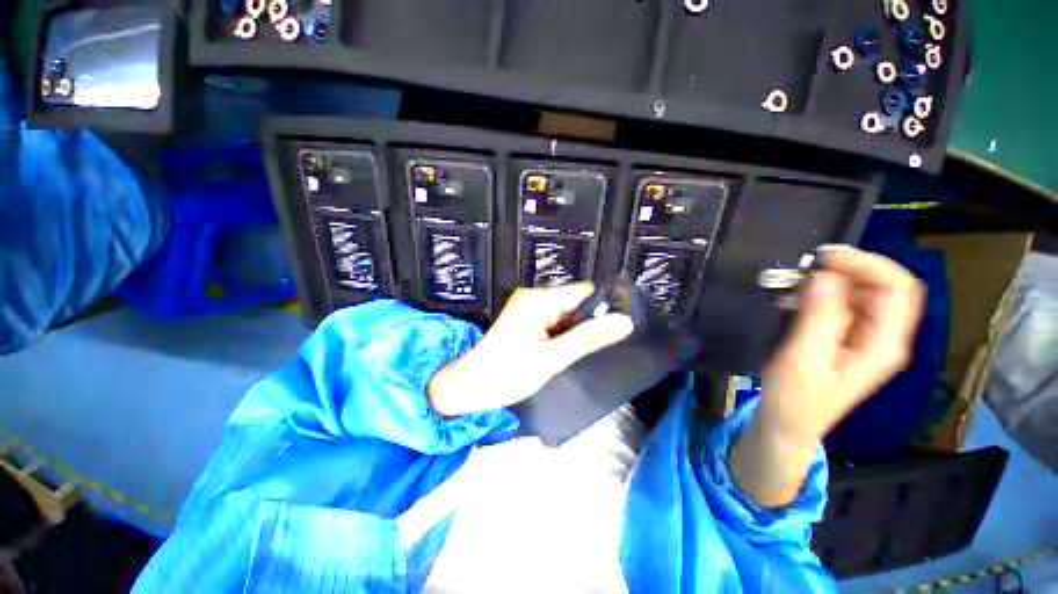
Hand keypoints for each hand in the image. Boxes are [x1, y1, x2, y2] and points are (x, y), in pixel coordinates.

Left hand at [428, 283, 634, 416]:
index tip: (616, 330)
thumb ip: (587, 339)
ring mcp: (527, 306)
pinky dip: (561, 333)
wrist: (468, 387)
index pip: (583, 292)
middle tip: (592, 349)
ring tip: (574, 353)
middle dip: (586, 322)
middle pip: (574, 301)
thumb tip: (625, 321)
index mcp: (539, 300)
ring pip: (564, 312)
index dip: (602, 308)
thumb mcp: (552, 359)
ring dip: (573, 330)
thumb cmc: (507, 374)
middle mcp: (533, 296)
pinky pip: (553, 320)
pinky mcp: (525, 318)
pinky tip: (560, 351)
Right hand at [732, 246, 924, 506]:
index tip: (825, 257)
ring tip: (794, 283)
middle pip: (883, 287)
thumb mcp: (804, 357)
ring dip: (831, 282)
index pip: (898, 288)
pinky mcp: (845, 340)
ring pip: (861, 294)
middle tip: (806, 266)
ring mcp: (865, 339)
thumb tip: (825, 275)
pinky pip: (842, 305)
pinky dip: (820, 294)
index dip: (868, 264)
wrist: (787, 424)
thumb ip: (819, 316)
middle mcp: (883, 337)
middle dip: (848, 270)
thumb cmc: (795, 399)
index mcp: (883, 345)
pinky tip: (794, 298)